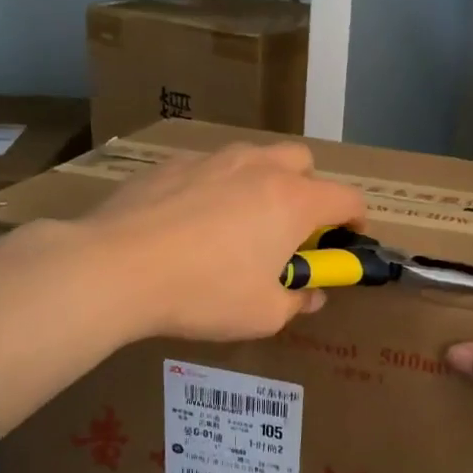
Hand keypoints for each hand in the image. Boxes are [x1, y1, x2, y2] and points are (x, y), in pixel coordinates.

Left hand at [84, 140, 365, 343]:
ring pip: (255, 157)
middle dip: (309, 190)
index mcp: (294, 201)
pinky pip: (210, 168)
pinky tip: (191, 221)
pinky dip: (216, 187)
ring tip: (240, 222)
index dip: (356, 219)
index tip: (348, 239)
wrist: (115, 268)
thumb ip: (298, 300)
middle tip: (292, 228)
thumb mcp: (264, 314)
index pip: (348, 198)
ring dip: (263, 183)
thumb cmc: (204, 293)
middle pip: (303, 162)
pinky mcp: (172, 164)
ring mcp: (213, 160)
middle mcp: (260, 168)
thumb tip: (309, 294)